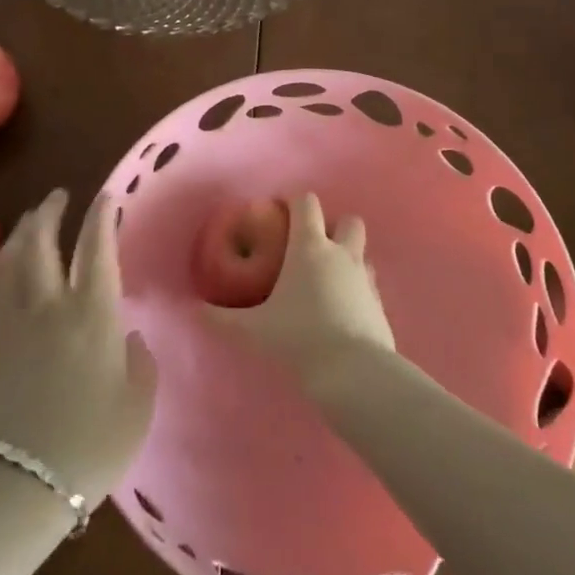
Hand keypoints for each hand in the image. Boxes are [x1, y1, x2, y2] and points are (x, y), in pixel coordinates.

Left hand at [0, 190, 156, 508]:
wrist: (11, 486)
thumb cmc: (87, 446)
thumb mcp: (135, 408)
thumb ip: (139, 365)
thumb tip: (128, 338)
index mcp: (92, 314)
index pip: (96, 248)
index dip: (101, 217)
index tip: (106, 196)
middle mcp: (50, 305)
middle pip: (42, 242)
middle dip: (50, 212)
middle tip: (58, 195)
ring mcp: (13, 323)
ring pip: (12, 260)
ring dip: (23, 232)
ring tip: (32, 220)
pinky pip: (0, 287)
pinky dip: (8, 264)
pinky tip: (14, 269)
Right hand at [205, 193, 394, 391]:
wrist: (353, 372)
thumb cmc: (299, 339)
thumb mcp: (254, 330)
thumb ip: (222, 319)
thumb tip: (195, 310)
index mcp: (310, 248)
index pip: (307, 203)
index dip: (294, 201)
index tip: (280, 212)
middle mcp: (341, 254)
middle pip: (348, 220)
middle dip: (333, 226)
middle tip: (312, 246)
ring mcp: (366, 277)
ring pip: (362, 251)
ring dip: (347, 257)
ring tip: (325, 280)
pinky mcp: (380, 303)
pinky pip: (369, 283)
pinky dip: (357, 288)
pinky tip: (341, 309)